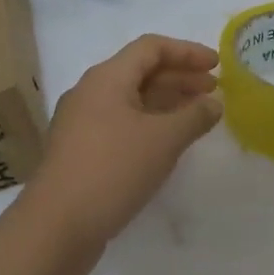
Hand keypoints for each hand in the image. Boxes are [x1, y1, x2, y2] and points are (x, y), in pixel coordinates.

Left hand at [21, 35, 222, 262]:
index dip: (187, 52)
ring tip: (198, 115)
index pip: (151, 47)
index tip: (218, 65)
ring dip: (166, 102)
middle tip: (214, 90)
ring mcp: (82, 122)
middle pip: (140, 71)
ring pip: (131, 99)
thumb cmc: (112, 170)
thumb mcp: (163, 140)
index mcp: (107, 77)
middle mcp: (91, 92)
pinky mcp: (80, 150)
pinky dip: (150, 124)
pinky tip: (168, 142)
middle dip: (180, 77)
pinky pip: (121, 123)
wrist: (55, 227)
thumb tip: (213, 103)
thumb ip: (194, 116)